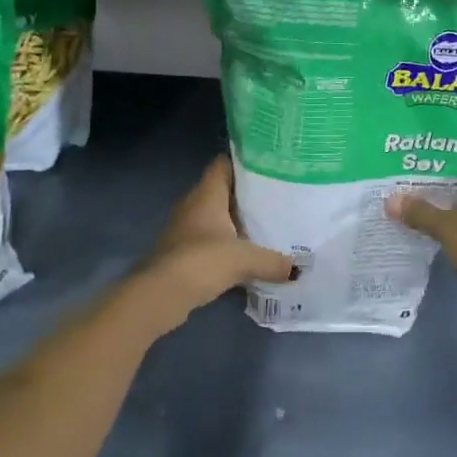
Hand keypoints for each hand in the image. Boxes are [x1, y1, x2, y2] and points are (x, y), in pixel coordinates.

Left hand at [125, 153, 292, 337]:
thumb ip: (273, 261)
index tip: (271, 165)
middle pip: (223, 190)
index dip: (245, 160)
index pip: (224, 163)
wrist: (159, 295)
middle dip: (248, 194)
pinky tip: (247, 254)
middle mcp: (193, 205)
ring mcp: (185, 229)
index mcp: (206, 194)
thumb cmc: (201, 261)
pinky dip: (227, 244)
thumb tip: (297, 269)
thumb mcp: (244, 259)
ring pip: (216, 216)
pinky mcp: (182, 252)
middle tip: (279, 197)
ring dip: (237, 221)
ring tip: (269, 225)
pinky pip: (210, 239)